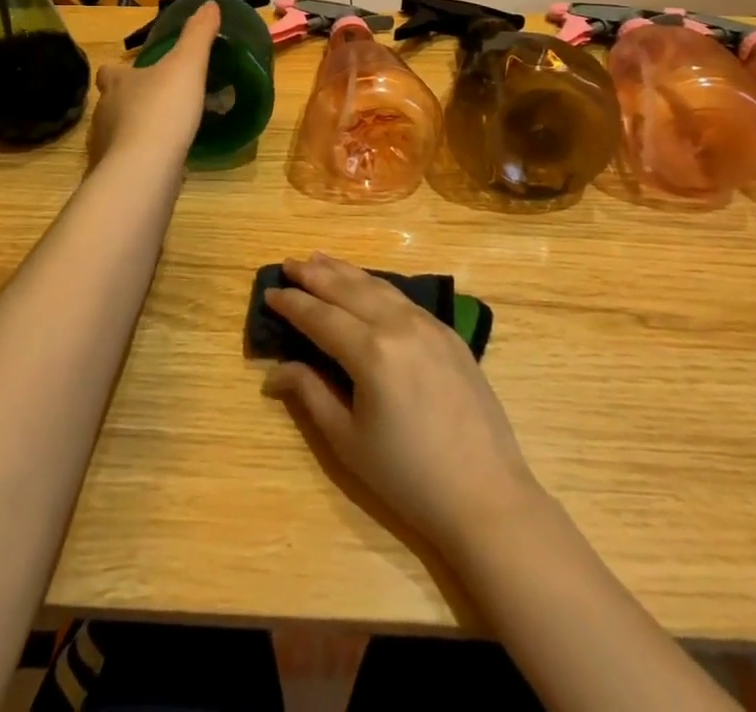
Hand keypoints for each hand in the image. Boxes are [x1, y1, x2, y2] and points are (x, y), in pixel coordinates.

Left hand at [87, 1, 218, 167]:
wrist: (144, 169)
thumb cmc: (163, 110)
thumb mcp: (187, 65)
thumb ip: (198, 36)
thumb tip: (210, 4)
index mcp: (118, 84)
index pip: (109, 72)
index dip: (120, 71)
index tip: (135, 72)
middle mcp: (104, 113)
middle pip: (111, 103)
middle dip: (128, 102)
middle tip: (155, 104)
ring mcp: (105, 148)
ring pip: (117, 134)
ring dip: (134, 133)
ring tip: (162, 136)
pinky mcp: (114, 177)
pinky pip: (126, 164)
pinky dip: (140, 161)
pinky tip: (161, 165)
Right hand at [262, 253, 541, 552]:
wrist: (486, 495)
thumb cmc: (408, 476)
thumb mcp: (348, 441)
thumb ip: (310, 394)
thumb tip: (275, 371)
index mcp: (371, 351)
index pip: (320, 316)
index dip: (292, 304)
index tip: (269, 292)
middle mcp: (399, 325)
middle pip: (348, 289)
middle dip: (315, 275)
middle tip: (288, 263)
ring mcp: (429, 324)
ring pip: (377, 286)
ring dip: (345, 271)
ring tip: (319, 259)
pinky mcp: (449, 333)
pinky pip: (403, 297)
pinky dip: (376, 285)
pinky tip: (365, 285)